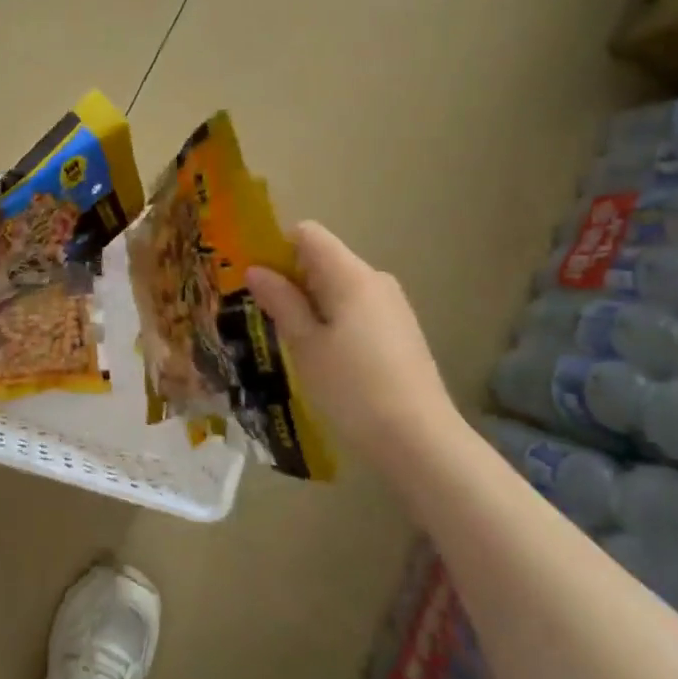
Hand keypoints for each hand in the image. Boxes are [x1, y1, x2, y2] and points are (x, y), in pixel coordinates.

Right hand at [247, 223, 461, 461]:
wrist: (422, 444)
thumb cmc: (353, 389)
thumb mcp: (305, 346)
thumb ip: (281, 301)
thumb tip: (256, 269)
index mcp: (351, 275)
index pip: (308, 234)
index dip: (276, 248)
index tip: (256, 280)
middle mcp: (376, 280)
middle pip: (323, 260)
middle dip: (291, 280)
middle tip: (264, 316)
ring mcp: (393, 307)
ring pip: (339, 288)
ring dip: (310, 304)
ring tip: (290, 343)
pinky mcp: (401, 333)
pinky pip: (357, 310)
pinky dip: (333, 322)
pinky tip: (324, 359)